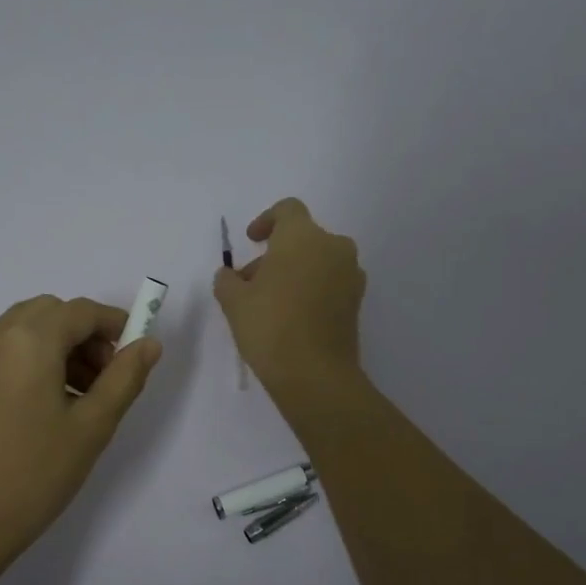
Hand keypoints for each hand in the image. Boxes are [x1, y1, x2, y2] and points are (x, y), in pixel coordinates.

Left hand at [0, 294, 161, 570]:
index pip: (80, 311)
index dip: (114, 325)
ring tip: (79, 396)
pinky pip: (3, 349)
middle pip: (50, 313)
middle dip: (85, 335)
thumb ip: (125, 378)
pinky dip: (32, 358)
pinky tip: (45, 402)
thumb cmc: (33, 476)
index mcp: (27, 341)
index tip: (135, 353)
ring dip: (58, 346)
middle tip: (106, 379)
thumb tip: (149, 344)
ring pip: (25, 329)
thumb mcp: (92, 427)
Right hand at [214, 197, 366, 402]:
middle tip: (251, 283)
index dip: (266, 220)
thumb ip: (227, 280)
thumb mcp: (233, 301)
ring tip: (269, 303)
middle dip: (275, 254)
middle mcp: (333, 247)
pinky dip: (311, 289)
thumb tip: (231, 276)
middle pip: (302, 238)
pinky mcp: (357, 302)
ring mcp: (350, 275)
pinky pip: (330, 282)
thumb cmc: (270, 326)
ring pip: (317, 261)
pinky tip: (291, 316)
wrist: (315, 374)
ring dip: (294, 272)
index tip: (251, 241)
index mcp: (303, 237)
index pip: (287, 210)